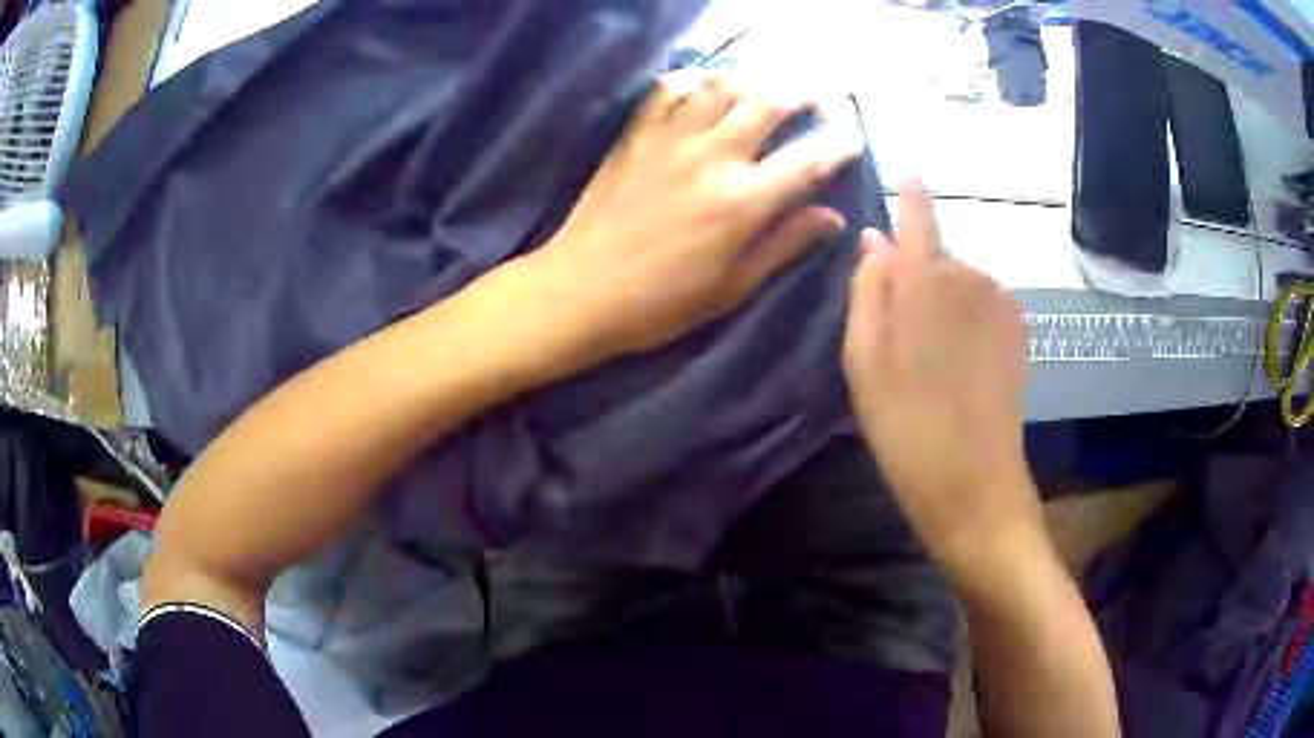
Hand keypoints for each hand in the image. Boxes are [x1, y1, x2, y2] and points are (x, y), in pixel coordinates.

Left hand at [527, 71, 861, 358]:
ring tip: (766, 91)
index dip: (839, 143)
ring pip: (722, 84)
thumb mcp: (733, 287)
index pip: (809, 158)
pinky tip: (704, 90)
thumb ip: (785, 244)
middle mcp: (713, 156)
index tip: (853, 137)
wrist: (581, 290)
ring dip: (754, 81)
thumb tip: (832, 216)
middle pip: (770, 101)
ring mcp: (671, 138)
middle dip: (805, 94)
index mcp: (744, 201)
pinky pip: (668, 89)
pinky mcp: (636, 134)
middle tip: (818, 102)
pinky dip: (693, 80)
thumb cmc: (661, 303)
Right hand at [843, 181, 1040, 579]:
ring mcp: (1000, 305)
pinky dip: (964, 319)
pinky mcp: (1017, 332)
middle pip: (935, 255)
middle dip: (915, 277)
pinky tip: (955, 363)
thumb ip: (868, 291)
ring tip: (925, 360)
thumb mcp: (864, 362)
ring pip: (959, 281)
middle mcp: (971, 278)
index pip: (918, 217)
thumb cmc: (906, 428)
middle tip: (896, 337)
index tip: (908, 172)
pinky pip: (981, 304)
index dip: (911, 195)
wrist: (974, 485)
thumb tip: (875, 240)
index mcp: (927, 281)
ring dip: (940, 303)